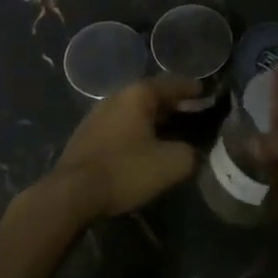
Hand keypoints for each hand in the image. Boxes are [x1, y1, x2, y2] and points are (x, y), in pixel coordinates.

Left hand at [48, 76, 199, 219]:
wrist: (72, 193)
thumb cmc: (125, 170)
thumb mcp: (171, 164)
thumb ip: (190, 153)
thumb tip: (191, 152)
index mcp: (138, 95)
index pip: (171, 84)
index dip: (191, 88)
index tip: (205, 92)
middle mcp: (116, 97)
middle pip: (151, 95)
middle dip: (172, 103)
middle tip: (191, 111)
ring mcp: (97, 115)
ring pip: (133, 110)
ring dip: (152, 117)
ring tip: (169, 129)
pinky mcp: (86, 135)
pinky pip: (120, 125)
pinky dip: (136, 129)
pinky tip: (142, 144)